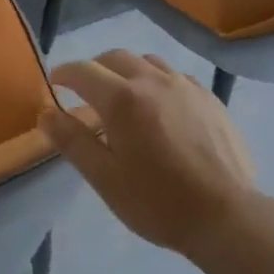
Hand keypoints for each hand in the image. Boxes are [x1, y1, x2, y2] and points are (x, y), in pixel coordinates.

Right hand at [40, 51, 255, 257]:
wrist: (227, 216)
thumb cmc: (158, 202)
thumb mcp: (106, 179)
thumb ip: (73, 142)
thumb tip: (46, 114)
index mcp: (122, 99)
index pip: (83, 71)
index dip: (65, 73)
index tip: (55, 81)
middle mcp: (151, 80)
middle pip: (114, 57)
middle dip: (95, 67)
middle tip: (85, 88)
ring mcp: (184, 85)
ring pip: (146, 61)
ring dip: (127, 70)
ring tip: (124, 95)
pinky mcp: (208, 96)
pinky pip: (174, 75)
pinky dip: (157, 81)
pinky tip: (161, 106)